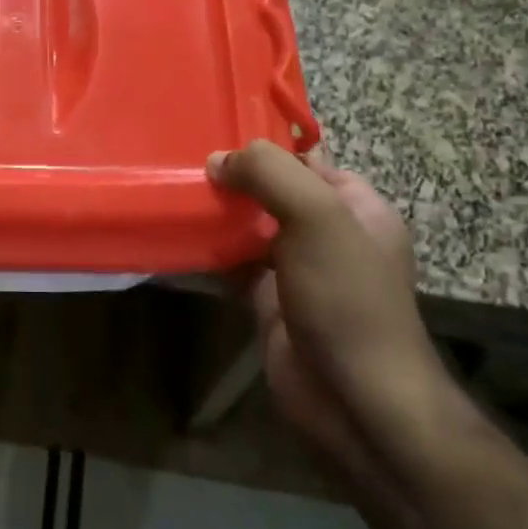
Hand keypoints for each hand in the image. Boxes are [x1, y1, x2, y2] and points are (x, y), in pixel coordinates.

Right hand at [208, 142, 454, 489]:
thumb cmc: (346, 297)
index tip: (215, 128)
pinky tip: (176, 234)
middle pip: (273, 191)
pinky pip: (233, 263)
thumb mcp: (318, 216)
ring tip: (171, 187)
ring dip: (217, 212)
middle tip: (182, 157)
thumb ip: (270, 173)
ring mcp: (296, 269)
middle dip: (233, 176)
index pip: (307, 159)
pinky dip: (208, 251)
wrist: (354, 400)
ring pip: (249, 226)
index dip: (266, 144)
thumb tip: (217, 160)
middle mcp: (327, 233)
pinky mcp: (268, 301)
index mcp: (356, 207)